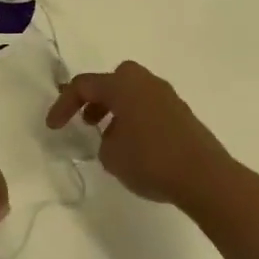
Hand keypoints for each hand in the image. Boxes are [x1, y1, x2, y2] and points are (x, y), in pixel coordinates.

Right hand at [47, 60, 230, 212]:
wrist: (206, 177)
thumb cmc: (151, 160)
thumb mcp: (111, 156)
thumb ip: (103, 141)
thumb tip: (113, 137)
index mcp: (122, 84)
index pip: (83, 85)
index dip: (63, 105)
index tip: (53, 127)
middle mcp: (144, 82)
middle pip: (111, 81)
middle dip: (95, 99)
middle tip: (86, 120)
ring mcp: (167, 96)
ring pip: (132, 93)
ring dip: (116, 110)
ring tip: (109, 138)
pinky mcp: (182, 113)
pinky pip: (148, 107)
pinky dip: (135, 118)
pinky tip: (135, 145)